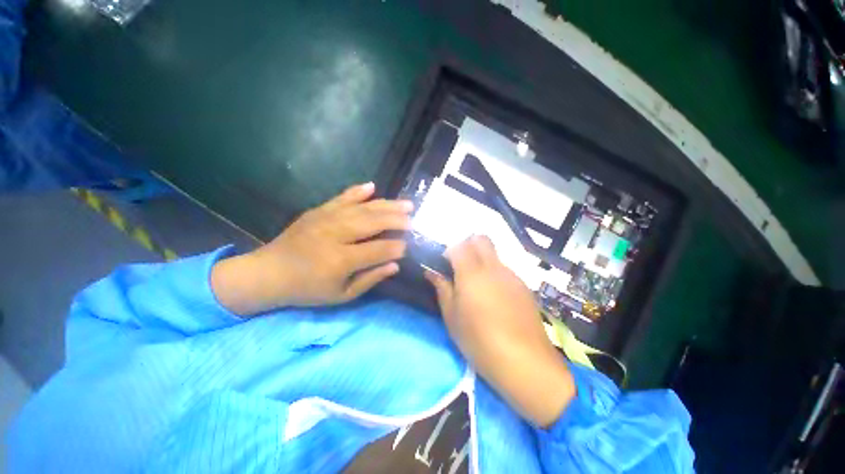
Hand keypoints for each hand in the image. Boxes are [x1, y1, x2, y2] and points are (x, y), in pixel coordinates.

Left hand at [211, 183, 411, 314]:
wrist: (268, 272)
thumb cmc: (307, 289)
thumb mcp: (341, 295)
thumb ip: (370, 279)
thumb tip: (395, 265)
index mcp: (340, 260)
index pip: (378, 250)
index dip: (397, 247)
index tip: (410, 246)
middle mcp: (335, 234)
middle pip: (373, 223)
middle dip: (397, 220)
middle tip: (414, 220)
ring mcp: (325, 219)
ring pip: (363, 208)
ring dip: (387, 205)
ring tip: (406, 203)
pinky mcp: (318, 210)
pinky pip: (342, 198)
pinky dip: (358, 191)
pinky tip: (372, 186)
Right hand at [425, 236, 575, 427]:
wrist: (525, 363)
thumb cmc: (479, 341)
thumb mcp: (452, 317)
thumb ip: (442, 289)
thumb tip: (432, 272)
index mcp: (472, 274)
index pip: (459, 245)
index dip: (449, 251)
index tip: (444, 265)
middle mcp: (494, 268)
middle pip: (481, 240)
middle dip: (467, 246)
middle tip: (459, 267)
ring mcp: (512, 275)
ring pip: (493, 255)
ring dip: (481, 261)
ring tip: (477, 287)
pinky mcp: (524, 286)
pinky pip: (505, 270)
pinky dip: (494, 274)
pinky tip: (495, 298)